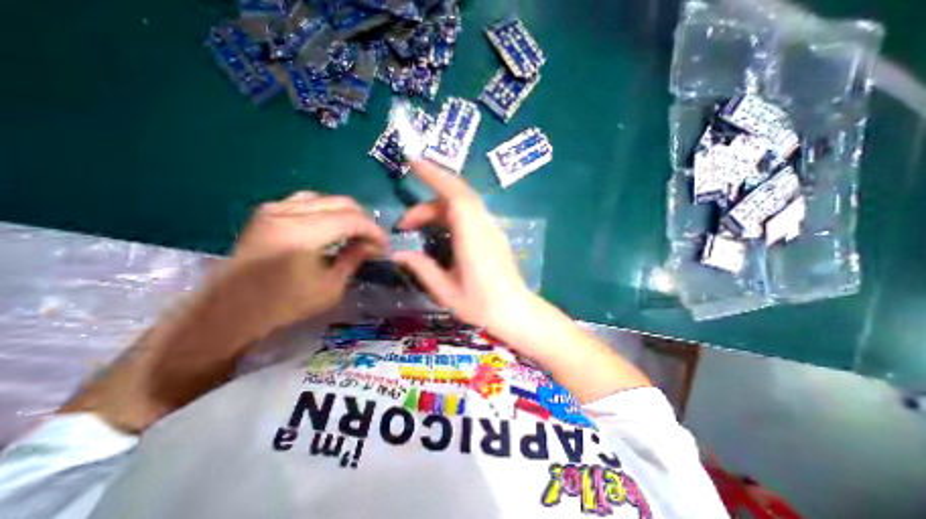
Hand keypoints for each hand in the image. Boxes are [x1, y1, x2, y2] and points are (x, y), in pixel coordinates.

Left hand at [224, 193, 389, 333]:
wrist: (231, 309)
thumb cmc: (284, 304)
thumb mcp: (330, 287)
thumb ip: (354, 258)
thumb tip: (372, 245)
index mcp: (302, 234)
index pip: (352, 219)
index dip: (374, 231)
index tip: (385, 245)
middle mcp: (287, 212)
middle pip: (341, 203)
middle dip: (364, 221)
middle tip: (374, 240)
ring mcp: (274, 208)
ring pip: (326, 198)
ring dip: (347, 214)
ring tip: (356, 232)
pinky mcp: (267, 212)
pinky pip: (307, 201)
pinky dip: (327, 210)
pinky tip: (331, 225)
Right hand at [393, 160, 535, 335]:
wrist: (516, 311)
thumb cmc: (482, 305)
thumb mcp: (446, 291)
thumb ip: (422, 268)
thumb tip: (397, 254)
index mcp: (473, 238)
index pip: (455, 196)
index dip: (436, 175)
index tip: (414, 162)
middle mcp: (484, 226)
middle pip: (457, 196)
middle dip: (427, 200)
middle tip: (404, 223)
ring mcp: (491, 228)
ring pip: (463, 204)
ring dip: (437, 208)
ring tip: (416, 226)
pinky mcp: (493, 234)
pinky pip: (469, 213)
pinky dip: (449, 213)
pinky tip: (438, 229)